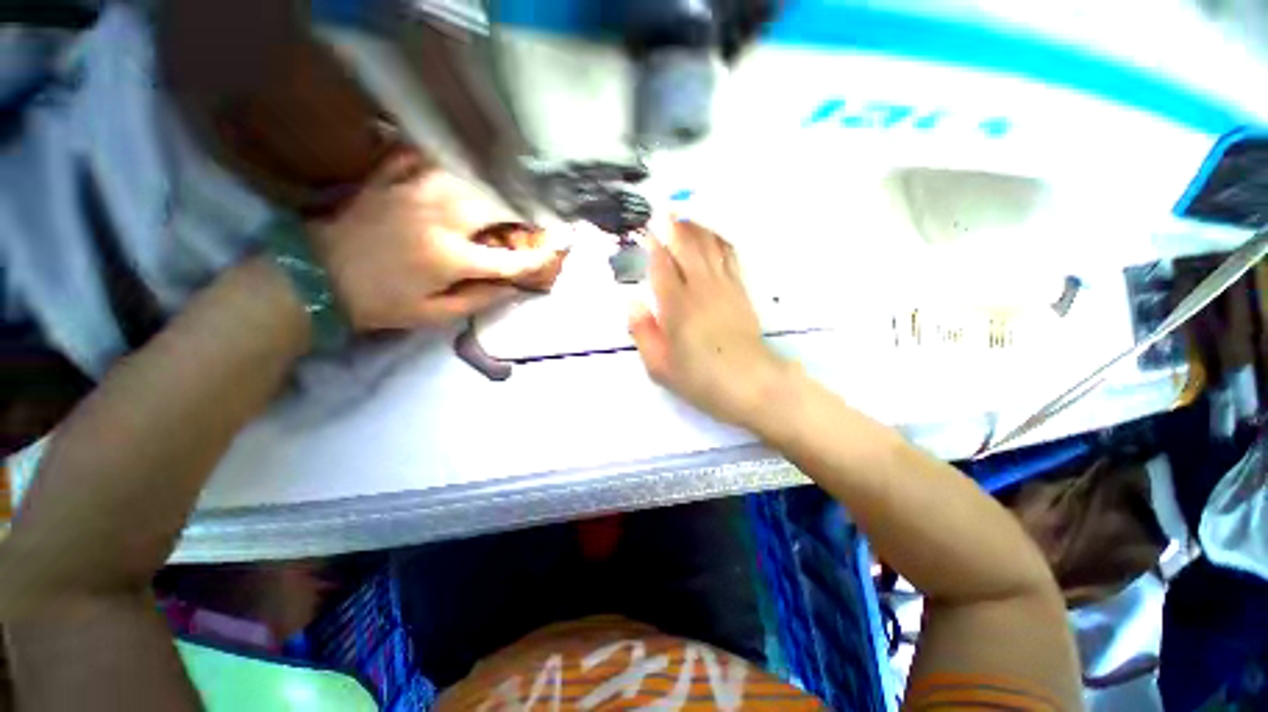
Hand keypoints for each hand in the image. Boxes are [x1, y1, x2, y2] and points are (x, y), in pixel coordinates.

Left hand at [310, 153, 564, 330]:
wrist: (316, 276)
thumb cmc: (380, 302)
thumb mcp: (434, 315)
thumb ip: (479, 301)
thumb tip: (512, 286)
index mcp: (450, 257)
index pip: (509, 257)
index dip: (537, 257)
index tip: (558, 252)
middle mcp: (438, 218)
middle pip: (494, 205)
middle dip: (520, 213)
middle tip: (531, 220)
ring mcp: (412, 191)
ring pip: (468, 178)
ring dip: (491, 188)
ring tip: (501, 198)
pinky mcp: (391, 179)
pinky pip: (426, 159)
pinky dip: (446, 163)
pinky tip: (456, 171)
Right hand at [628, 220, 792, 428]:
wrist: (750, 383)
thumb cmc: (700, 378)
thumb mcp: (660, 366)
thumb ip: (643, 333)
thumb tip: (634, 303)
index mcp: (676, 305)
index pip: (662, 264)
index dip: (654, 244)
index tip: (647, 229)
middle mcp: (700, 288)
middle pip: (688, 247)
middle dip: (676, 227)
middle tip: (666, 211)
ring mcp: (724, 286)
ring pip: (710, 246)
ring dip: (697, 228)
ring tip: (687, 216)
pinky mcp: (741, 291)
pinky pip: (730, 256)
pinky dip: (720, 241)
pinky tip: (715, 236)